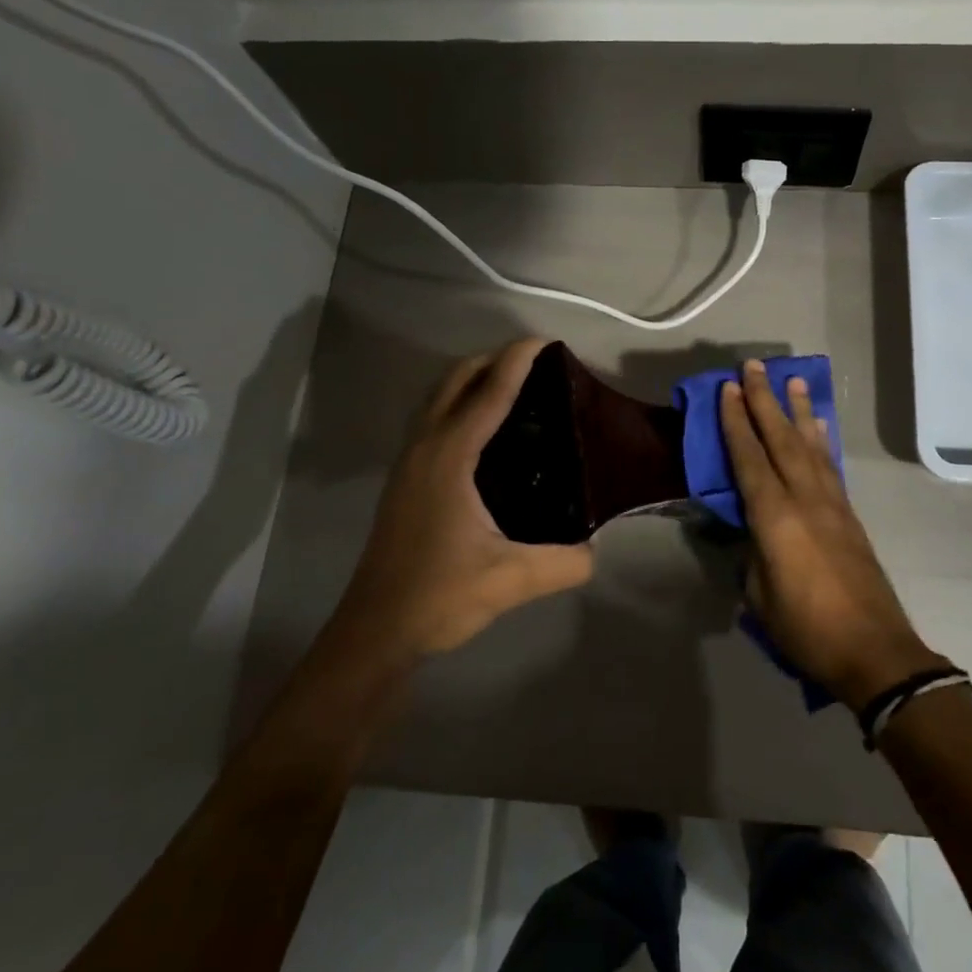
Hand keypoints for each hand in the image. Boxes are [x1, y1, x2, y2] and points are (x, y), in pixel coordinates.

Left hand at [332, 339, 594, 666]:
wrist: (375, 630)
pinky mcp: (406, 480)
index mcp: (449, 458)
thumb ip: (565, 563)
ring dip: (472, 379)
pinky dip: (460, 404)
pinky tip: (485, 431)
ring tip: (514, 386)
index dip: (517, 361)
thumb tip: (596, 551)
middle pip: (455, 381)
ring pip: (439, 398)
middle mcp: (425, 448)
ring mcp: (409, 463)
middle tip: (536, 363)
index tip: (546, 341)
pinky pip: (434, 420)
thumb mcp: (511, 580)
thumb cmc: (438, 596)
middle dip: (493, 360)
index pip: (488, 393)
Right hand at [719, 360, 945, 709]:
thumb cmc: (806, 629)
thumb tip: (752, 534)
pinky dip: (821, 441)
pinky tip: (819, 427)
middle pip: (781, 439)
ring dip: (799, 411)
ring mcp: (831, 504)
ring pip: (810, 445)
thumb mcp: (760, 595)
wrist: (874, 651)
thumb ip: (752, 555)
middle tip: (755, 366)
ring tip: (792, 381)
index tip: (729, 389)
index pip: (749, 458)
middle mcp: (804, 498)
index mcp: (774, 517)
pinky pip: (829, 466)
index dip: (737, 422)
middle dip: (765, 400)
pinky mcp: (849, 516)